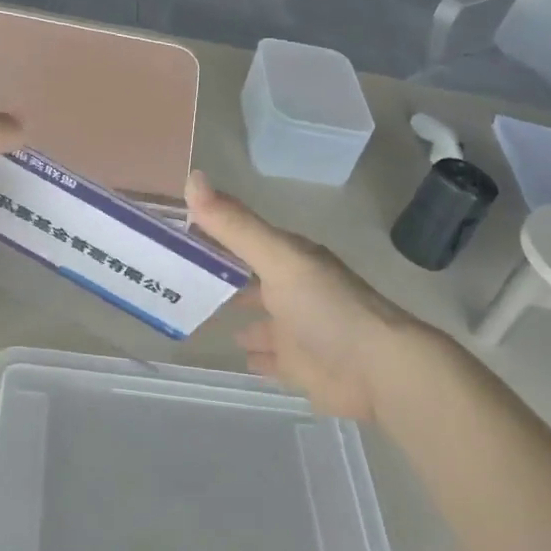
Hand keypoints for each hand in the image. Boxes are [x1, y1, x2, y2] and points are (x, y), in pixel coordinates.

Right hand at [186, 172, 420, 421]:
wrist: (379, 372)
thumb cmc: (327, 308)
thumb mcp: (278, 258)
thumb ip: (235, 225)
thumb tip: (192, 177)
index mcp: (290, 259)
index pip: (243, 238)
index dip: (211, 233)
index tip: (172, 232)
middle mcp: (293, 290)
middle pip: (250, 280)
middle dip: (221, 277)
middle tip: (175, 279)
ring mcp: (297, 330)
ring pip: (259, 319)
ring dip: (239, 316)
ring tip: (198, 315)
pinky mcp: (300, 366)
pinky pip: (270, 358)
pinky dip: (254, 355)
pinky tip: (235, 354)